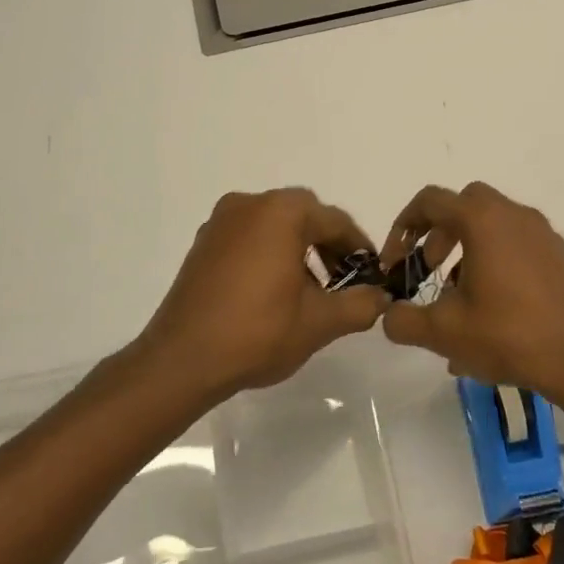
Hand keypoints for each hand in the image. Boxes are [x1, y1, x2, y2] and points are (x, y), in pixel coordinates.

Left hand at [140, 189, 389, 397]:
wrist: (182, 359)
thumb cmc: (257, 332)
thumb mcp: (319, 323)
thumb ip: (359, 305)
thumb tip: (381, 297)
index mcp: (282, 212)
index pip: (335, 221)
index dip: (359, 247)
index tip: (372, 274)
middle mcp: (250, 204)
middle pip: (304, 215)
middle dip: (328, 244)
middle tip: (344, 279)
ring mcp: (221, 221)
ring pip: (274, 224)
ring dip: (298, 247)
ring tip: (311, 289)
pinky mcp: (203, 242)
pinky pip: (248, 235)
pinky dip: (269, 251)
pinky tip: (274, 289)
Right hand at [378, 182, 563, 411]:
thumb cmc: (509, 336)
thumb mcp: (444, 332)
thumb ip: (404, 320)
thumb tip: (388, 313)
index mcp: (482, 220)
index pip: (430, 201)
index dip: (403, 227)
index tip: (396, 263)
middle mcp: (512, 214)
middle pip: (463, 204)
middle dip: (438, 232)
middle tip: (429, 269)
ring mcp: (541, 232)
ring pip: (491, 222)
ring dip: (466, 246)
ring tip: (459, 295)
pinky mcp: (558, 254)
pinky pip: (515, 240)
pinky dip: (494, 256)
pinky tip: (493, 304)